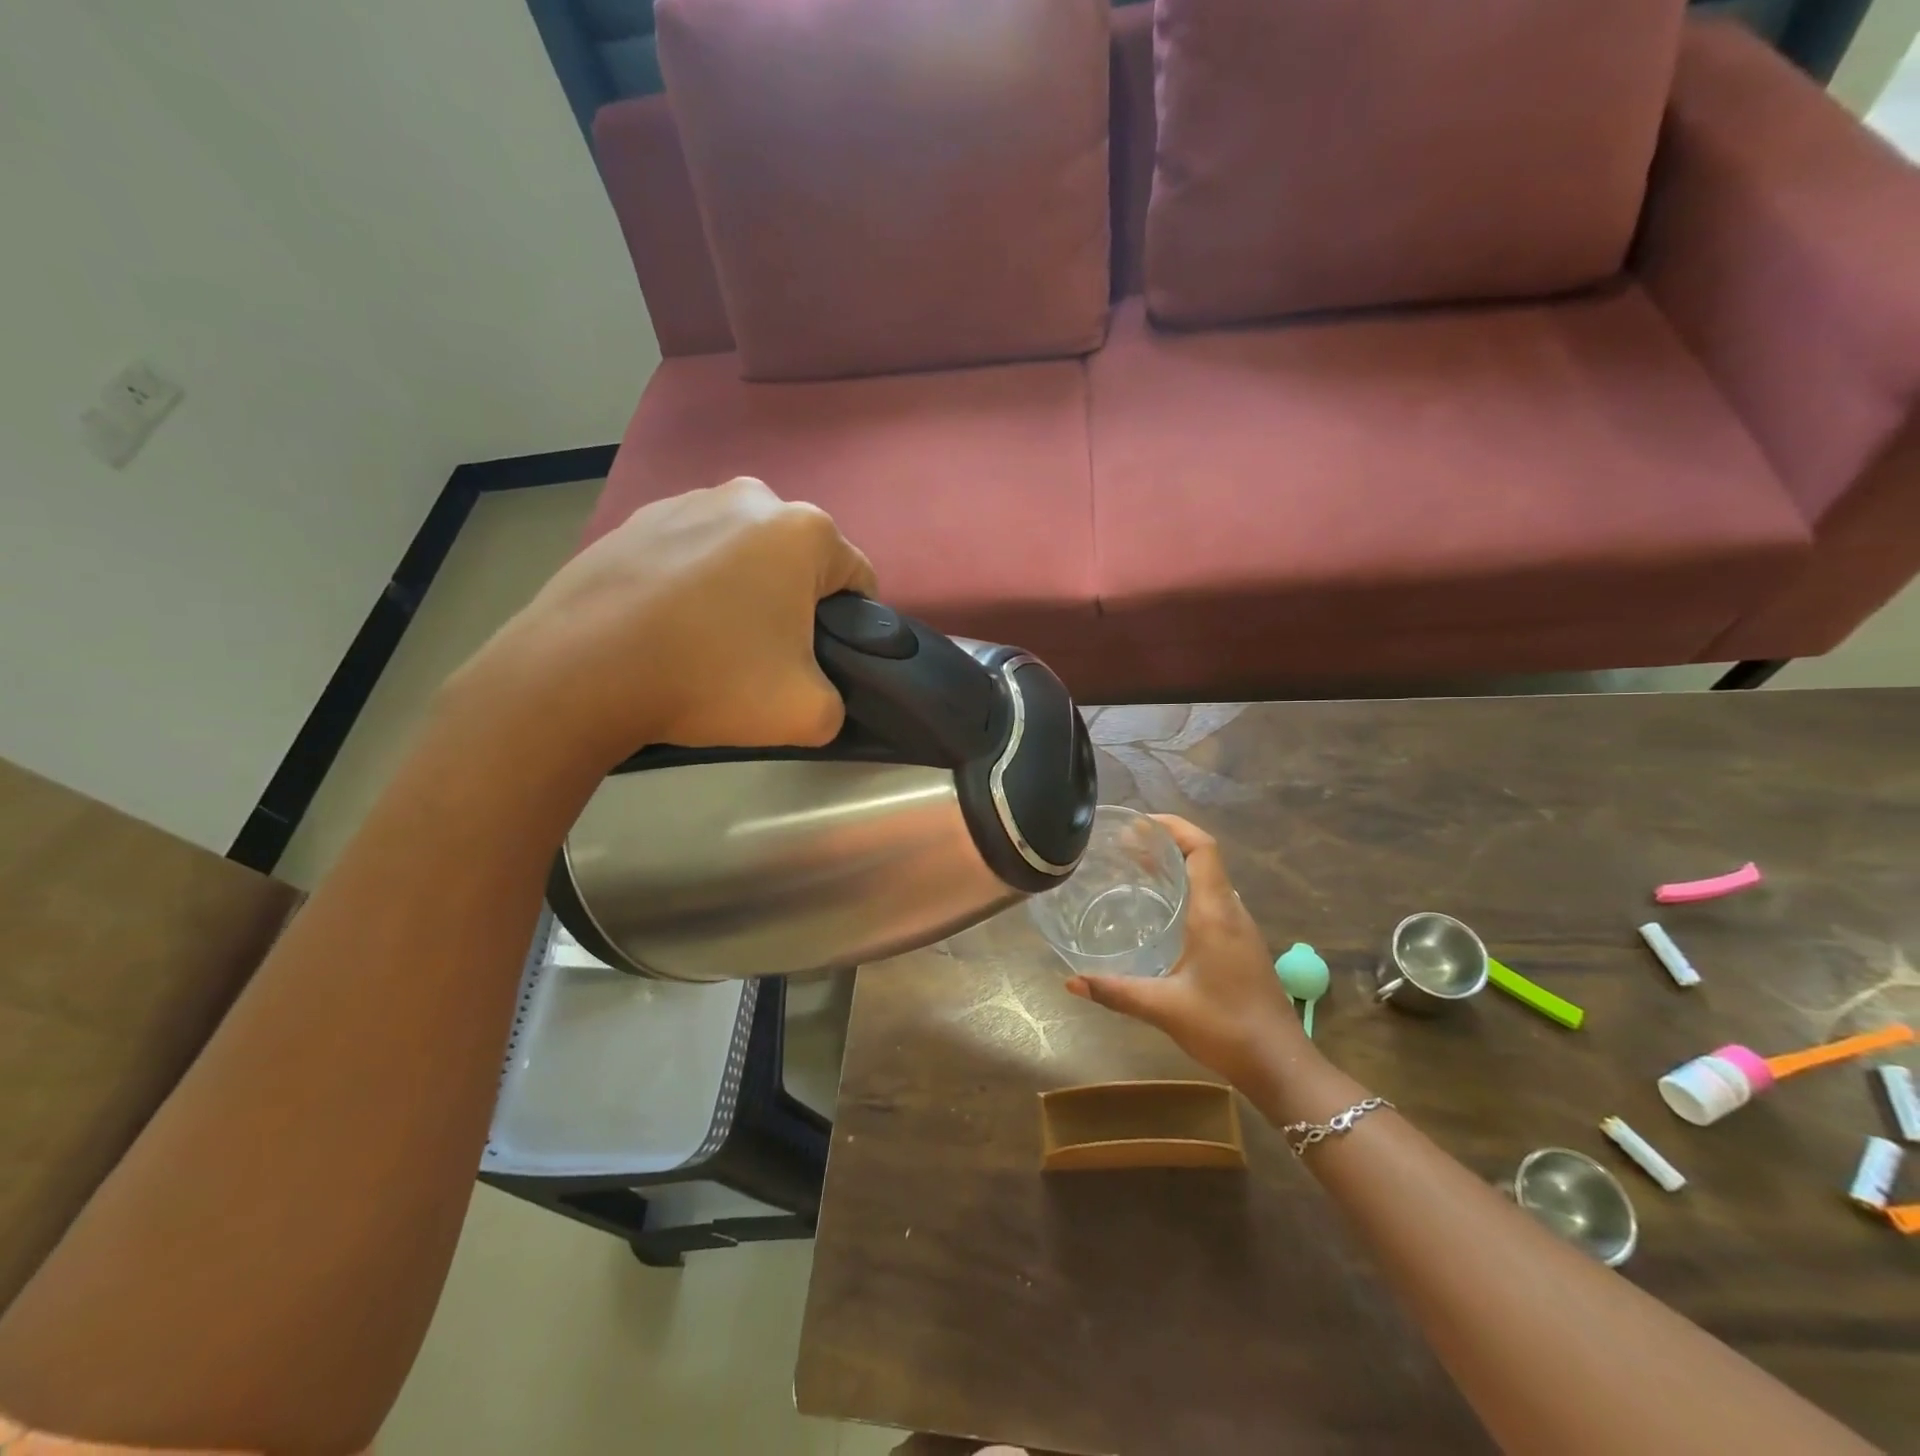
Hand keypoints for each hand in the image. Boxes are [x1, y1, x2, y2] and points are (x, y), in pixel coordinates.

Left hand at [454, 478, 875, 767]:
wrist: (579, 671)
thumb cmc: (709, 679)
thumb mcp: (807, 714)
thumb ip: (839, 702)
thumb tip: (820, 693)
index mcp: (804, 531)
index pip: (858, 578)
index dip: (851, 626)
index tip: (821, 662)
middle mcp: (750, 498)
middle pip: (798, 561)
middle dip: (794, 604)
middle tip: (764, 658)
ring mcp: (685, 501)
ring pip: (742, 554)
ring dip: (742, 590)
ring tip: (708, 643)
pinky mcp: (634, 520)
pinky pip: (689, 554)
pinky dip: (691, 584)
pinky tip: (666, 627)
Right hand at [1065, 815, 1304, 1091]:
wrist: (1280, 1065)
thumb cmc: (1225, 1028)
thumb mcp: (1163, 1008)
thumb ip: (1116, 991)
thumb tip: (1070, 981)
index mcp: (1216, 913)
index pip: (1202, 848)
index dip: (1174, 826)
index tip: (1138, 823)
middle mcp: (1231, 912)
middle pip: (1203, 858)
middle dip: (1165, 843)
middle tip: (1123, 845)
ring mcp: (1241, 929)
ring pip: (1208, 880)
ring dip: (1176, 866)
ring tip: (1136, 868)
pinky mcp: (1241, 946)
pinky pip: (1212, 901)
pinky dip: (1185, 890)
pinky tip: (1161, 911)